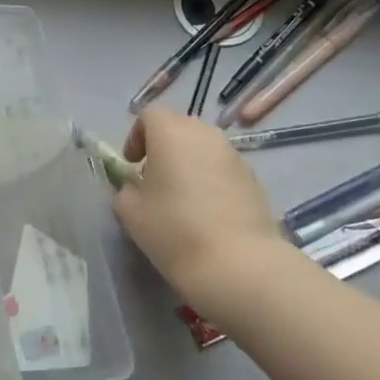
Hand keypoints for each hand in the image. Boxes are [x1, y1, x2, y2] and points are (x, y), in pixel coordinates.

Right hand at [112, 108, 288, 316]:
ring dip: (188, 163)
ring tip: (180, 198)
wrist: (239, 264)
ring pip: (203, 147)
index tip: (131, 166)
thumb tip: (135, 188)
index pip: (149, 115)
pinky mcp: (253, 179)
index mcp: (171, 132)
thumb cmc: (174, 230)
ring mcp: (233, 155)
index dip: (135, 136)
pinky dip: (210, 180)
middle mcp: (205, 134)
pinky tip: (206, 213)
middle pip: (179, 127)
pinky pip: (222, 168)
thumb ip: (126, 191)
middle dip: (163, 147)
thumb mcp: (131, 213)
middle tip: (153, 179)